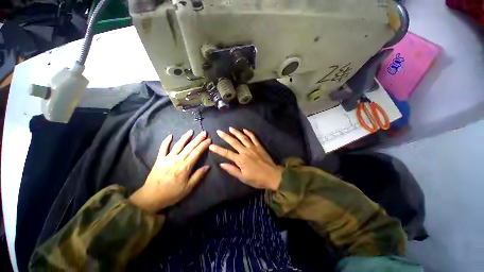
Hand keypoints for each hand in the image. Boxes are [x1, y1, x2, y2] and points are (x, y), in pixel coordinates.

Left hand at [129, 130, 210, 212]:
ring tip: (191, 131)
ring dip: (185, 137)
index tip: (209, 140)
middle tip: (204, 132)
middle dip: (198, 139)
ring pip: (178, 145)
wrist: (151, 197)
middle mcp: (177, 159)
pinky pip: (162, 148)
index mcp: (185, 166)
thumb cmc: (172, 193)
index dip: (203, 145)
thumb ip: (198, 176)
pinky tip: (170, 135)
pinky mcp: (159, 159)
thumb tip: (208, 166)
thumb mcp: (188, 188)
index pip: (197, 153)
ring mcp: (167, 158)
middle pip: (190, 147)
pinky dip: (166, 141)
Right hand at [209, 127, 283, 190]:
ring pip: (243, 138)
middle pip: (234, 142)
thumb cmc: (257, 179)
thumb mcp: (243, 178)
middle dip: (225, 136)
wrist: (272, 175)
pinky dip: (249, 133)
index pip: (226, 153)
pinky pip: (253, 138)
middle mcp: (245, 151)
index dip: (218, 149)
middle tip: (219, 131)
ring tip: (230, 128)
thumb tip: (222, 164)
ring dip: (236, 132)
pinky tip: (245, 130)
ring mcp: (253, 147)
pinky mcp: (259, 146)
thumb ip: (232, 170)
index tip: (211, 145)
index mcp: (240, 160)